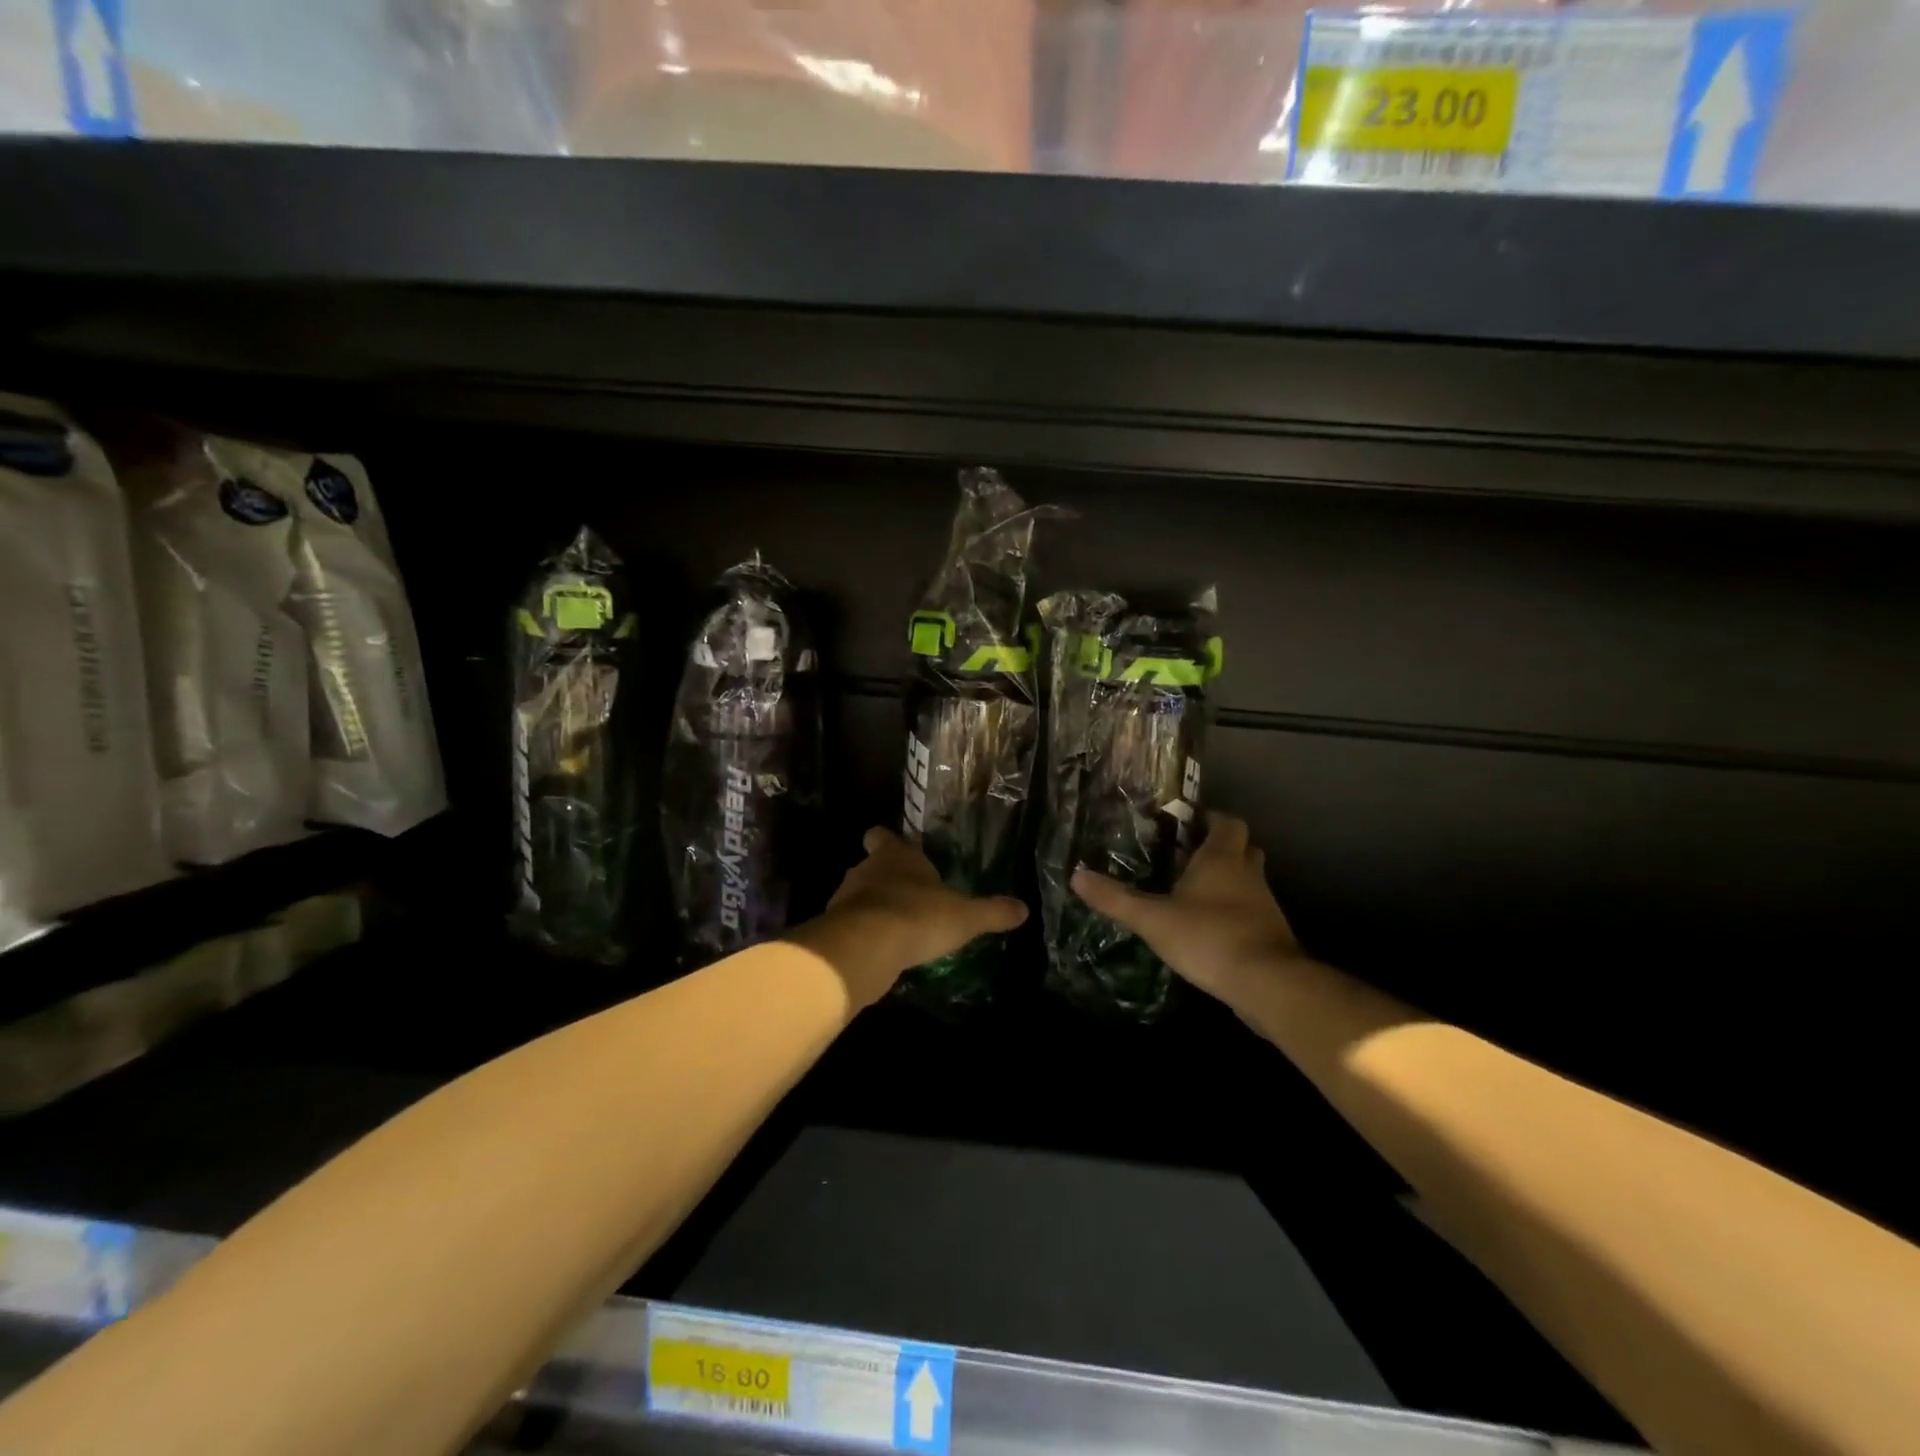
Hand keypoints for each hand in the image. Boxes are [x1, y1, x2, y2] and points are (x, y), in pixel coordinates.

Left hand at [791, 828, 1027, 1008]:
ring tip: (899, 928)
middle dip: (887, 879)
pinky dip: (866, 936)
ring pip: (860, 897)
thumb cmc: (917, 916)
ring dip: (875, 909)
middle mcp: (866, 871)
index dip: (888, 842)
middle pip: (871, 866)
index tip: (898, 850)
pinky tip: (884, 952)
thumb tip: (1024, 909)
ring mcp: (846, 900)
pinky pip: (853, 927)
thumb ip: (992, 912)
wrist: (864, 948)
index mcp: (896, 856)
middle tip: (910, 896)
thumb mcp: (965, 916)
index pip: (882, 836)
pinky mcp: (836, 931)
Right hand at [1071, 814, 1298, 1005]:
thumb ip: (1116, 899)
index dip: (1210, 818)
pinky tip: (1208, 927)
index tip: (1186, 822)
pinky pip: (1251, 911)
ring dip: (1227, 881)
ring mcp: (1264, 905)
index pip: (1227, 822)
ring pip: (1247, 881)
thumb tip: (1076, 876)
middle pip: (1241, 848)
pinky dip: (1233, 912)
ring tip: (1191, 892)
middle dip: (1218, 848)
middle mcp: (1248, 875)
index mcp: (1222, 859)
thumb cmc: (1209, 937)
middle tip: (1186, 856)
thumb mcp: (1153, 919)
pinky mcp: (1270, 935)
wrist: (1268, 985)